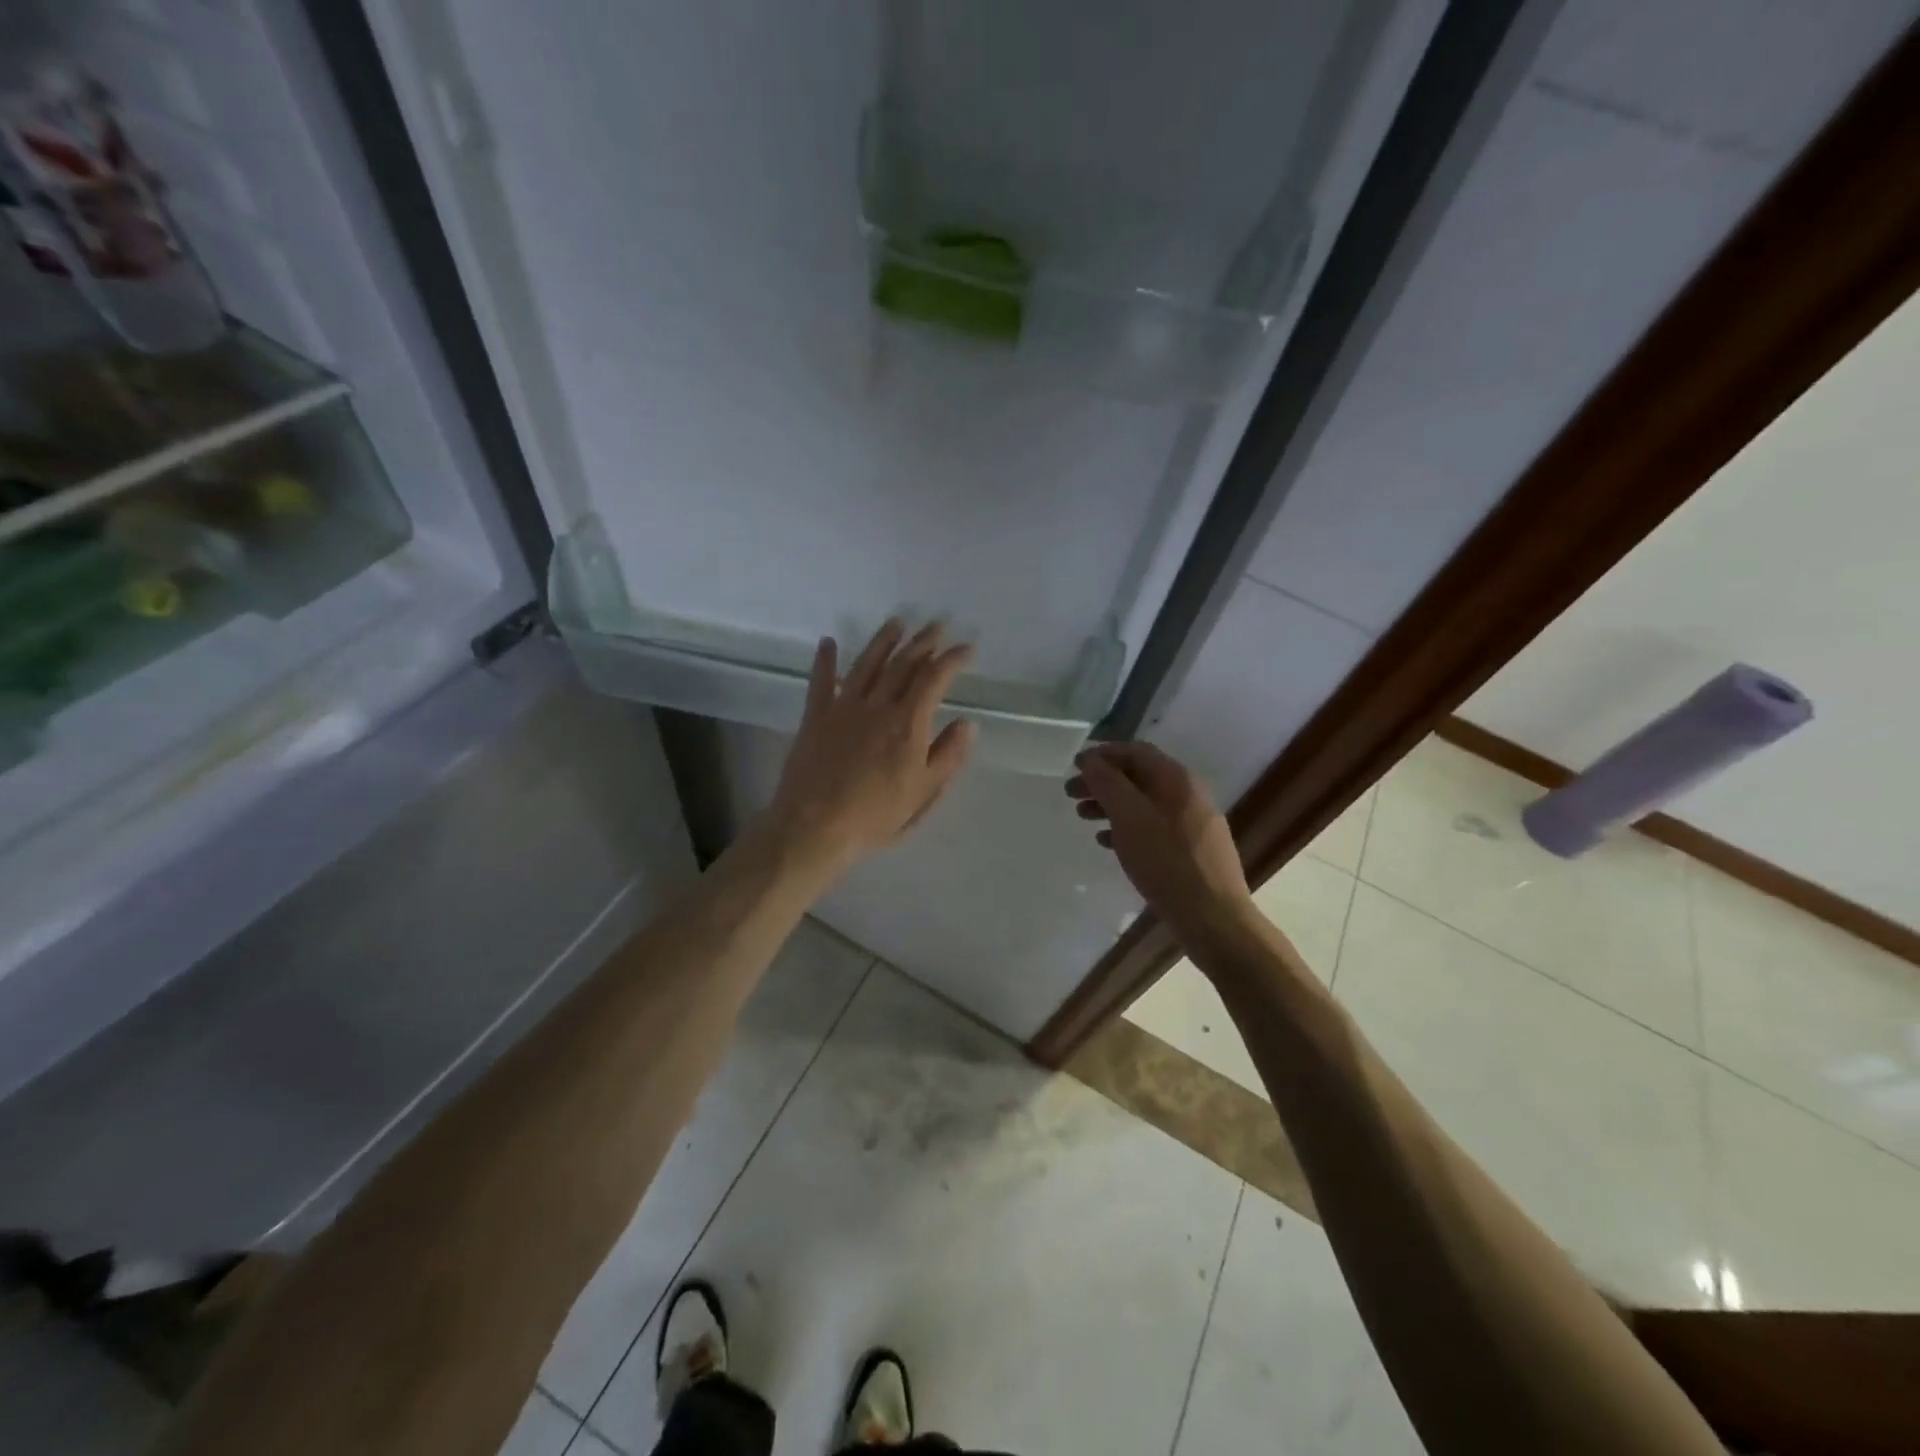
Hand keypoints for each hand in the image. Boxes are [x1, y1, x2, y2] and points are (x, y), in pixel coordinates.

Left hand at [762, 619, 975, 875]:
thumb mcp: (924, 794)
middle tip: (936, 625)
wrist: (814, 826)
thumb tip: (967, 723)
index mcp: (907, 724)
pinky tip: (828, 642)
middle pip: (902, 665)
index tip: (966, 648)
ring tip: (896, 623)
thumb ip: (948, 756)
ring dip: (883, 641)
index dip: (952, 660)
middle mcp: (877, 706)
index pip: (934, 680)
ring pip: (866, 664)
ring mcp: (843, 708)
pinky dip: (825, 660)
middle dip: (922, 642)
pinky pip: (820, 681)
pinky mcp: (815, 717)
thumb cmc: (875, 816)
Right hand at [1066, 741, 1251, 940]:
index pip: (1135, 751)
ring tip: (1083, 817)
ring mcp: (1193, 822)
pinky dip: (1127, 828)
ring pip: (1144, 803)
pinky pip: (1153, 827)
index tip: (1074, 766)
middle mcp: (1188, 794)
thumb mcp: (1129, 817)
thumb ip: (1107, 784)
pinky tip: (1106, 843)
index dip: (1102, 754)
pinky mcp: (1191, 849)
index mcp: (1177, 779)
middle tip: (1071, 793)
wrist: (1213, 917)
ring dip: (1111, 805)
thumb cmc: (1166, 861)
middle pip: (1138, 777)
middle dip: (1102, 782)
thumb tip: (1090, 759)